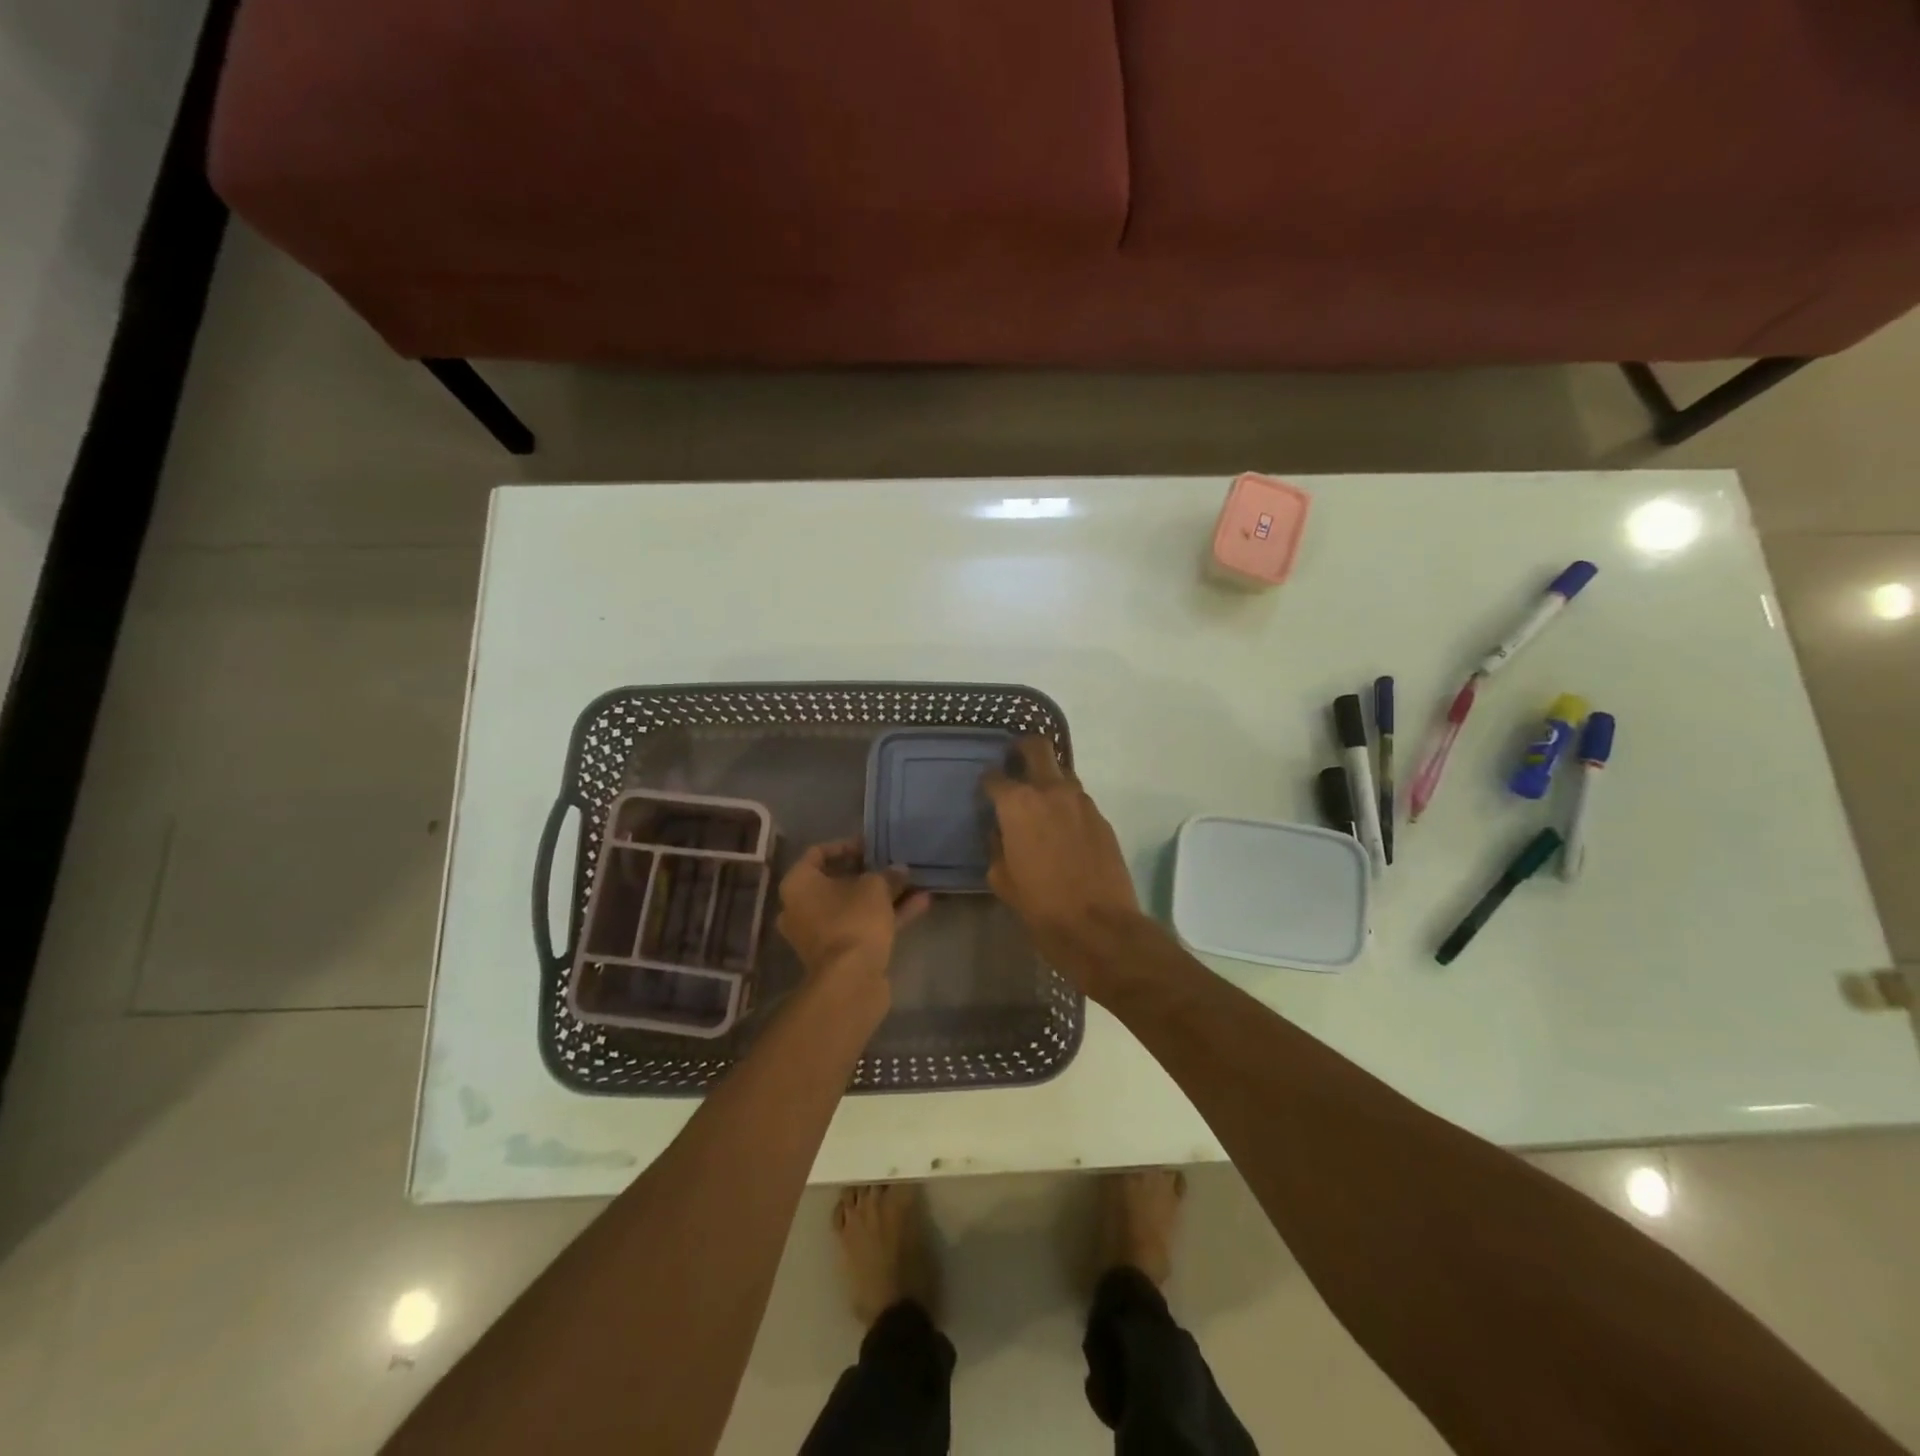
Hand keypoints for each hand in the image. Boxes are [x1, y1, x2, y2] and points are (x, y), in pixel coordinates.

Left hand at [776, 840, 930, 998]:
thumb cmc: (854, 920)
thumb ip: (888, 874)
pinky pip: (862, 926)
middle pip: (836, 882)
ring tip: (913, 882)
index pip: (818, 853)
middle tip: (892, 864)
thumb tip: (900, 870)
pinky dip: (886, 915)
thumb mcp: (875, 887)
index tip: (872, 845)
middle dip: (868, 873)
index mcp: (798, 884)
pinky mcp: (839, 953)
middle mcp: (801, 908)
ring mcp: (819, 933)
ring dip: (882, 895)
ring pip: (853, 906)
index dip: (847, 845)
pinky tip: (920, 904)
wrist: (850, 980)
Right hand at [983, 736, 1144, 988]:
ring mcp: (1081, 802)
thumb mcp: (1002, 879)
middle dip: (1022, 749)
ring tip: (1040, 801)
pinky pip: (1079, 800)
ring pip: (1062, 772)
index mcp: (1018, 804)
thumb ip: (996, 846)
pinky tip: (1063, 828)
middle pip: (1037, 747)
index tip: (986, 791)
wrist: (1098, 926)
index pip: (995, 777)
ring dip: (1048, 778)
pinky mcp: (1102, 818)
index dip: (988, 782)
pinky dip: (1067, 805)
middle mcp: (1051, 791)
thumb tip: (1000, 832)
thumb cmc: (1040, 905)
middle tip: (1014, 763)